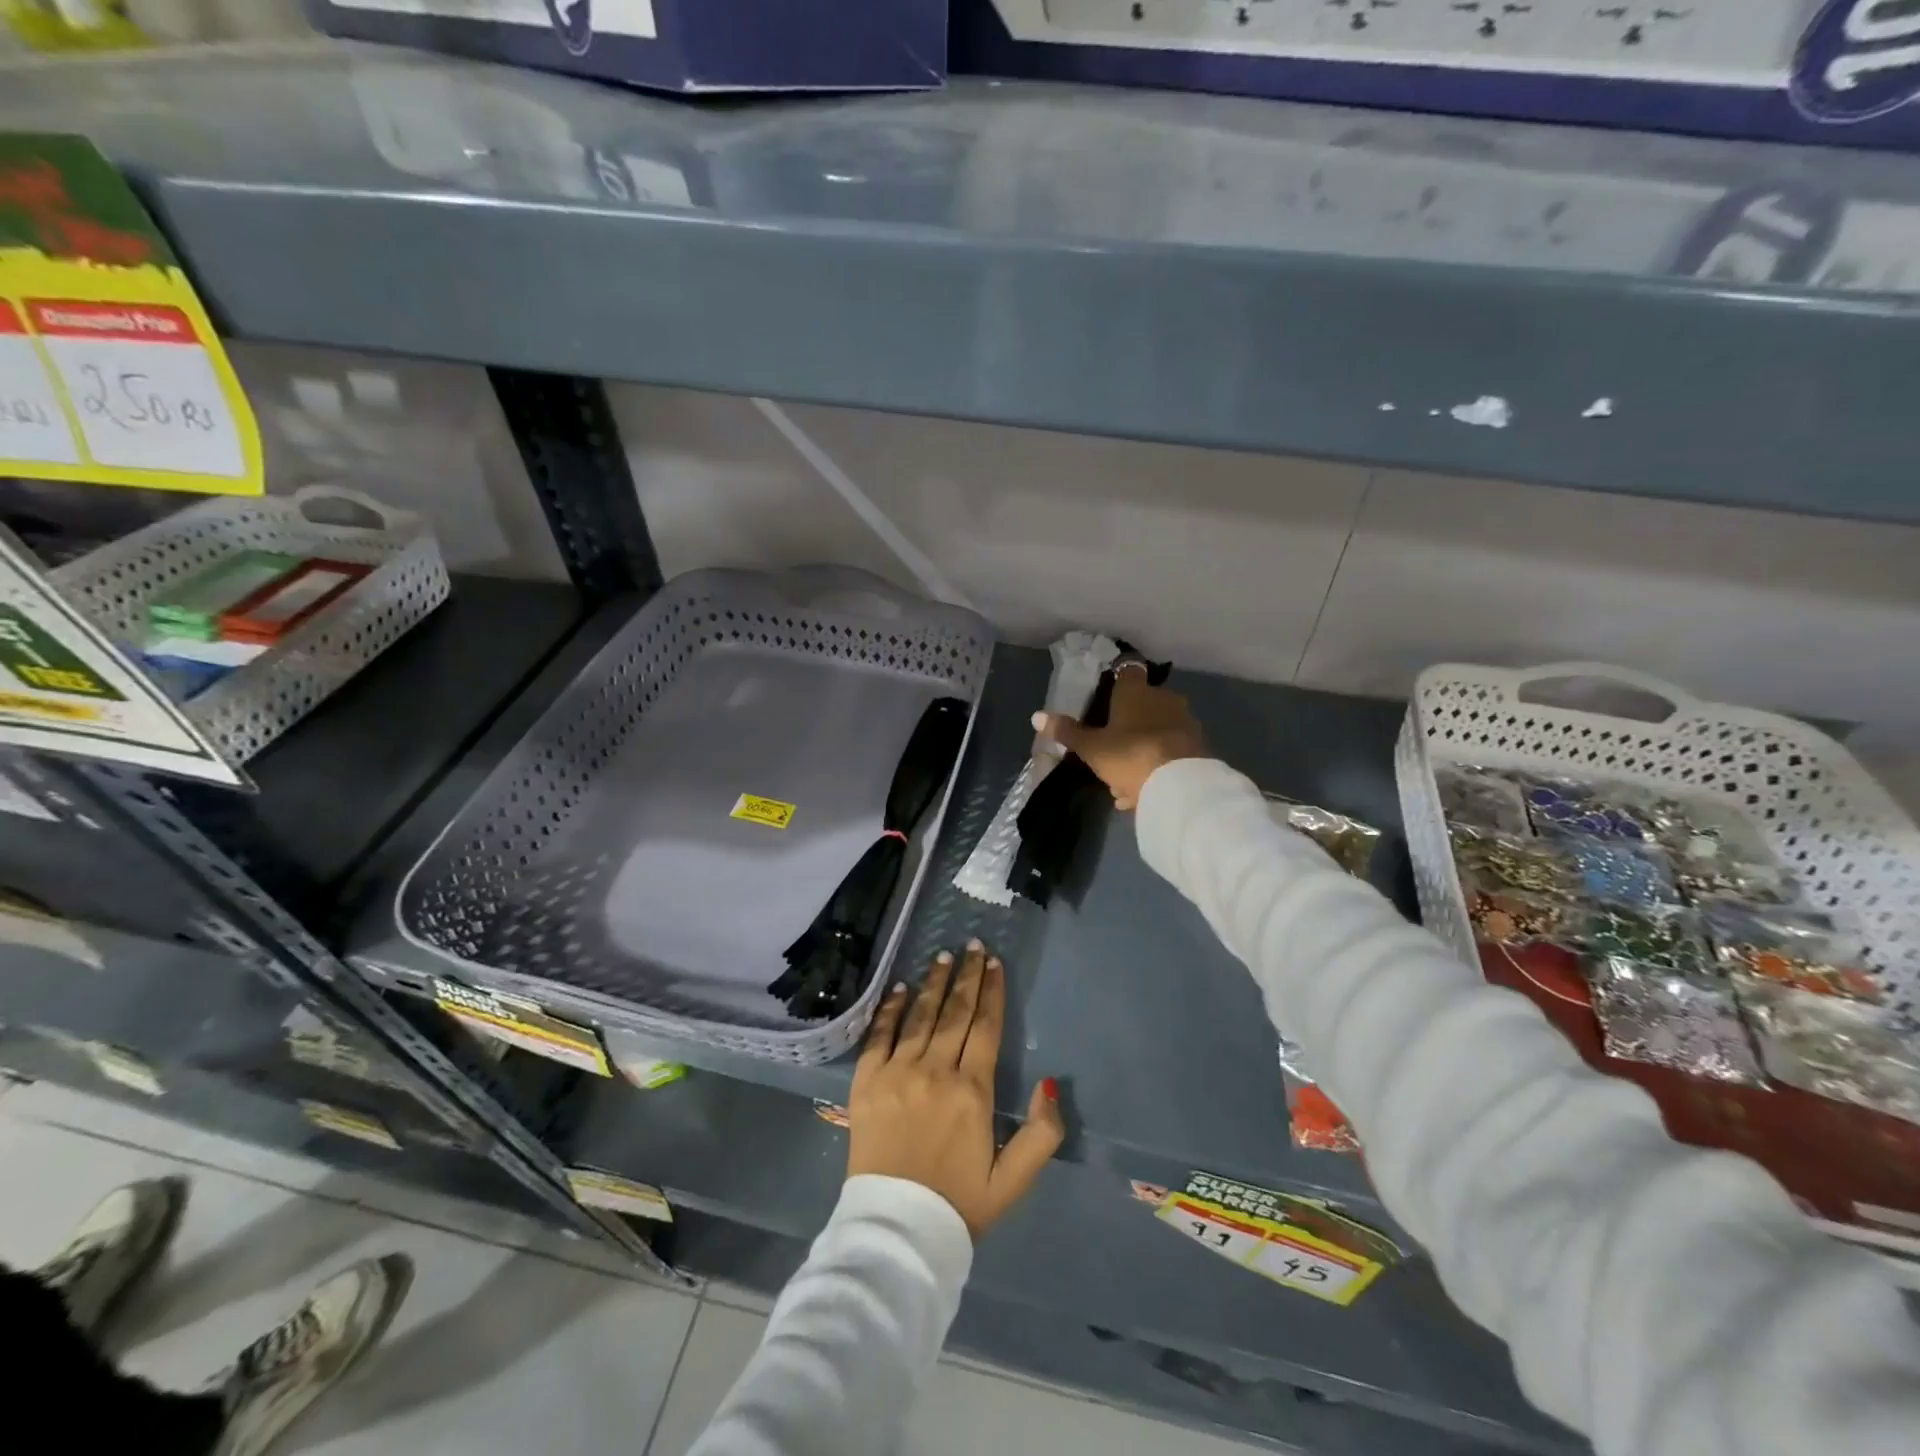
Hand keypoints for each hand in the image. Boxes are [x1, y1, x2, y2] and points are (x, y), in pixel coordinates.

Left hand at [848, 940, 1063, 1239]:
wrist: (896, 1233)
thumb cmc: (958, 1205)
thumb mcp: (1014, 1181)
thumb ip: (1042, 1134)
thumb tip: (1049, 1083)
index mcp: (973, 1091)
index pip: (987, 1028)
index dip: (992, 992)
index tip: (994, 963)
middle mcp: (936, 1071)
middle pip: (955, 1012)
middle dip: (967, 976)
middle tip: (972, 945)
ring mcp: (898, 1072)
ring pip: (920, 1016)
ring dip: (933, 983)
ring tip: (943, 956)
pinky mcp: (866, 1081)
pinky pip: (880, 1035)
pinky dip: (891, 1008)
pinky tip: (900, 988)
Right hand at [1034, 674, 1205, 810]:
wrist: (1181, 784)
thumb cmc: (1130, 754)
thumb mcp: (1091, 748)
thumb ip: (1067, 732)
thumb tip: (1037, 716)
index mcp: (1136, 692)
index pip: (1127, 672)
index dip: (1117, 681)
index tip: (1107, 695)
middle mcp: (1164, 699)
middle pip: (1143, 705)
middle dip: (1128, 726)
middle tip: (1110, 751)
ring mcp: (1185, 722)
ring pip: (1157, 731)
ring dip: (1142, 750)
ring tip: (1124, 781)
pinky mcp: (1198, 747)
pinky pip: (1170, 752)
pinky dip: (1157, 766)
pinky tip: (1143, 791)